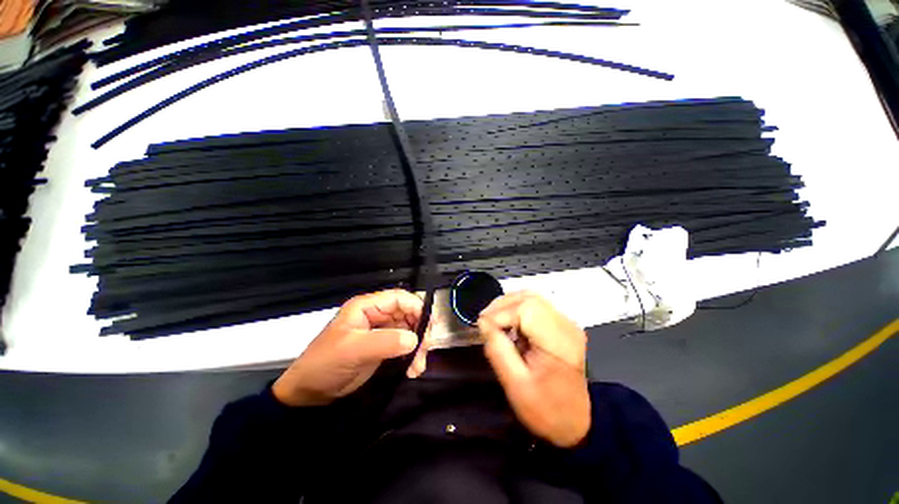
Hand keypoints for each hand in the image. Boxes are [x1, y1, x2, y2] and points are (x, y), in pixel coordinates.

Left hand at [273, 289, 429, 406]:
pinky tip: (413, 370)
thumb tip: (415, 339)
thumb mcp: (353, 350)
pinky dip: (412, 355)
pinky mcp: (383, 347)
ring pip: (409, 330)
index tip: (430, 324)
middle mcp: (376, 315)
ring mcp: (380, 331)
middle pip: (407, 314)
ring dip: (418, 346)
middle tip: (426, 349)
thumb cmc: (326, 363)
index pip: (398, 298)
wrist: (310, 393)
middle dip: (420, 330)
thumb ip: (385, 342)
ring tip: (418, 366)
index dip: (416, 307)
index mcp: (367, 307)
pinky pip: (404, 345)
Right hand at [478, 292, 590, 447]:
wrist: (574, 422)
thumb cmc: (545, 409)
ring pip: (531, 298)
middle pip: (529, 298)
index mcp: (559, 341)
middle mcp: (566, 325)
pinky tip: (508, 324)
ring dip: (508, 305)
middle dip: (501, 306)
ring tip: (493, 321)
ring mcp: (566, 323)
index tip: (482, 327)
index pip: (526, 309)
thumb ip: (497, 350)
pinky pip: (535, 306)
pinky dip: (516, 309)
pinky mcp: (561, 325)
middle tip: (484, 322)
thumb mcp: (515, 384)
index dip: (500, 314)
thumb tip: (483, 322)